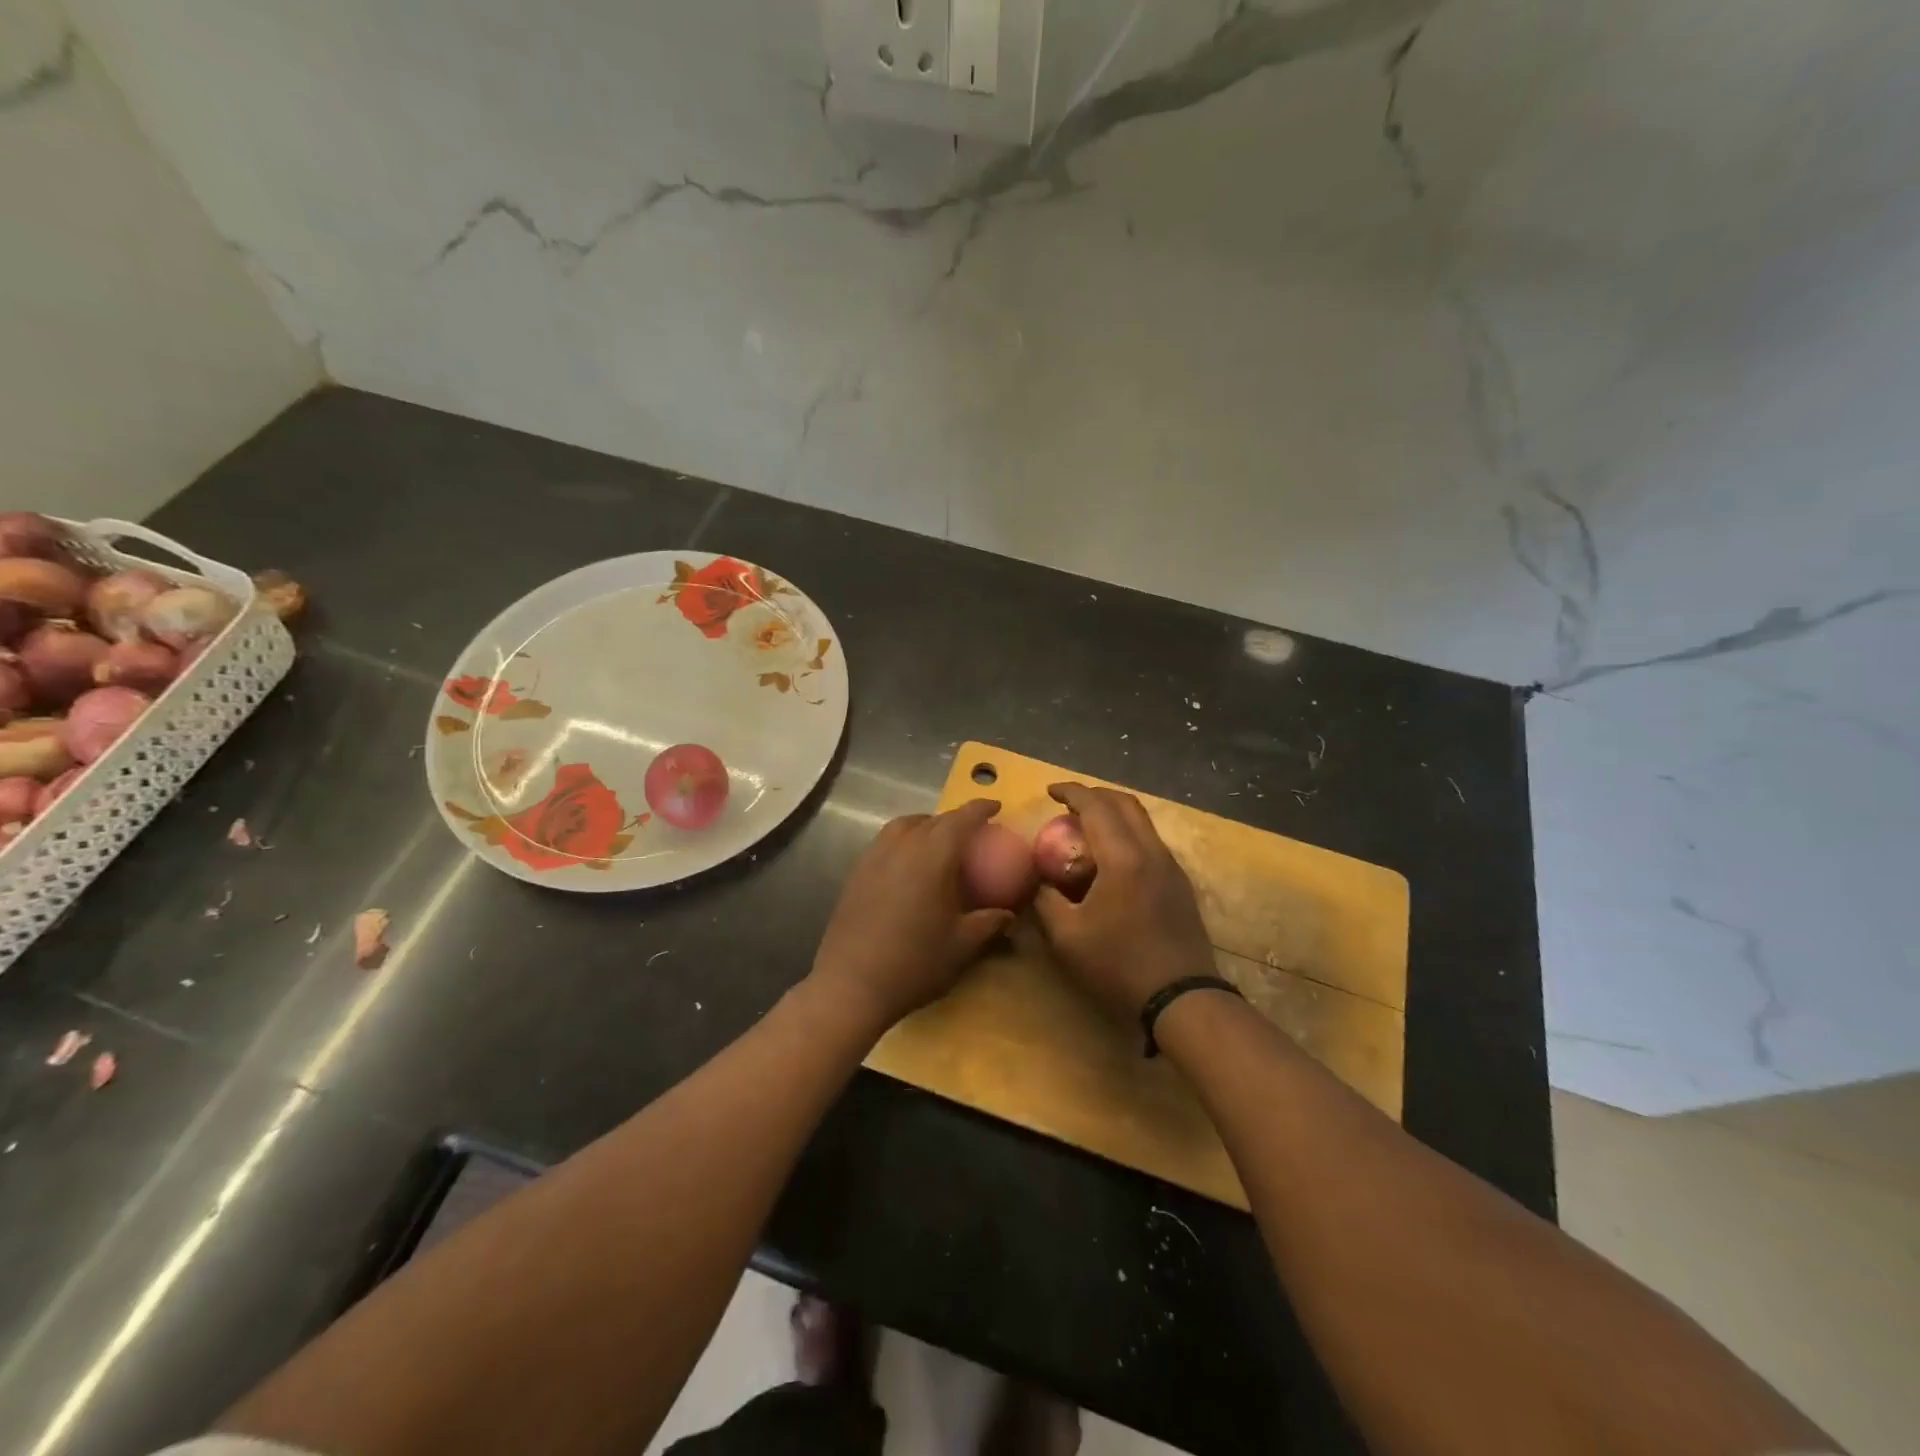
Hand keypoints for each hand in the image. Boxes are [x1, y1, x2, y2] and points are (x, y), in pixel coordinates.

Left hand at [807, 799, 1014, 1034]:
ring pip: (903, 826)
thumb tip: (1009, 914)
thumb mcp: (962, 945)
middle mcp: (901, 846)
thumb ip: (989, 922)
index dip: (980, 809)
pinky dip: (903, 841)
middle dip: (954, 819)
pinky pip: (885, 842)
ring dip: (925, 825)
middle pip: (932, 819)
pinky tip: (909, 865)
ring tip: (938, 842)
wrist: (851, 986)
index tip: (996, 806)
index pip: (960, 819)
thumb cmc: (914, 963)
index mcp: (932, 856)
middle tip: (972, 832)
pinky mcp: (856, 873)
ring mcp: (873, 857)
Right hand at [1032, 783, 1214, 1023]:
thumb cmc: (1118, 964)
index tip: (1049, 791)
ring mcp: (1171, 867)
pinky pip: (1150, 842)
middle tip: (1069, 804)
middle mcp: (1152, 851)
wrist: (1181, 997)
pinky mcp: (1180, 884)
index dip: (1071, 792)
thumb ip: (1046, 900)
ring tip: (1087, 828)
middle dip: (1095, 795)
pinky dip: (1127, 834)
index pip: (1096, 806)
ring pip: (1142, 822)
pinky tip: (1111, 860)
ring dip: (1114, 814)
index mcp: (1123, 857)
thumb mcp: (1067, 936)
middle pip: (1125, 804)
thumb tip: (1039, 881)